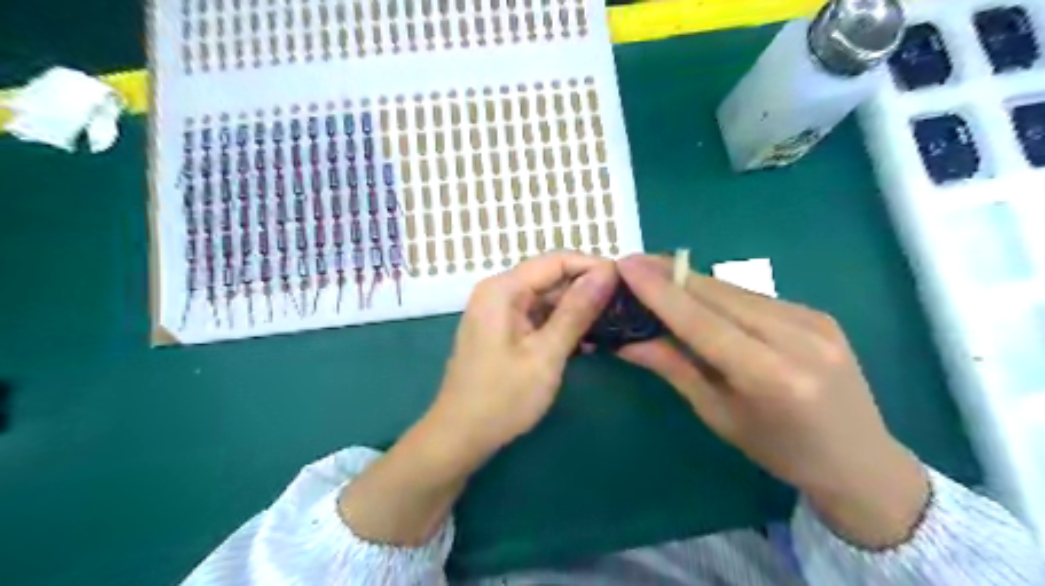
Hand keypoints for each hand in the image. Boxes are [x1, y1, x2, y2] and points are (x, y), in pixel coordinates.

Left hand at [342, 249, 618, 545]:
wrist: (460, 437)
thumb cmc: (502, 398)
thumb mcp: (546, 354)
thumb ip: (577, 311)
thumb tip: (607, 273)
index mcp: (503, 289)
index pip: (556, 260)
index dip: (593, 267)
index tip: (627, 283)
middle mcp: (498, 292)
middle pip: (551, 278)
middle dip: (587, 291)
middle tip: (625, 308)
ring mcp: (499, 312)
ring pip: (547, 299)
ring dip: (577, 311)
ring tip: (613, 326)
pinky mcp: (503, 330)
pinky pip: (537, 317)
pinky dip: (560, 326)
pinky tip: (586, 343)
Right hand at [614, 254, 926, 548]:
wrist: (861, 461)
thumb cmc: (779, 451)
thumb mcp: (718, 415)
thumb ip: (674, 369)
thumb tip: (627, 342)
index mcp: (770, 376)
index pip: (700, 320)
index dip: (659, 290)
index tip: (625, 264)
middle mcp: (796, 337)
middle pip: (716, 294)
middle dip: (669, 275)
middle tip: (633, 265)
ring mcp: (813, 320)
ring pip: (734, 290)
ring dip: (692, 282)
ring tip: (657, 278)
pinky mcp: (818, 313)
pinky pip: (754, 297)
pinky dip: (719, 294)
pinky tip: (700, 298)